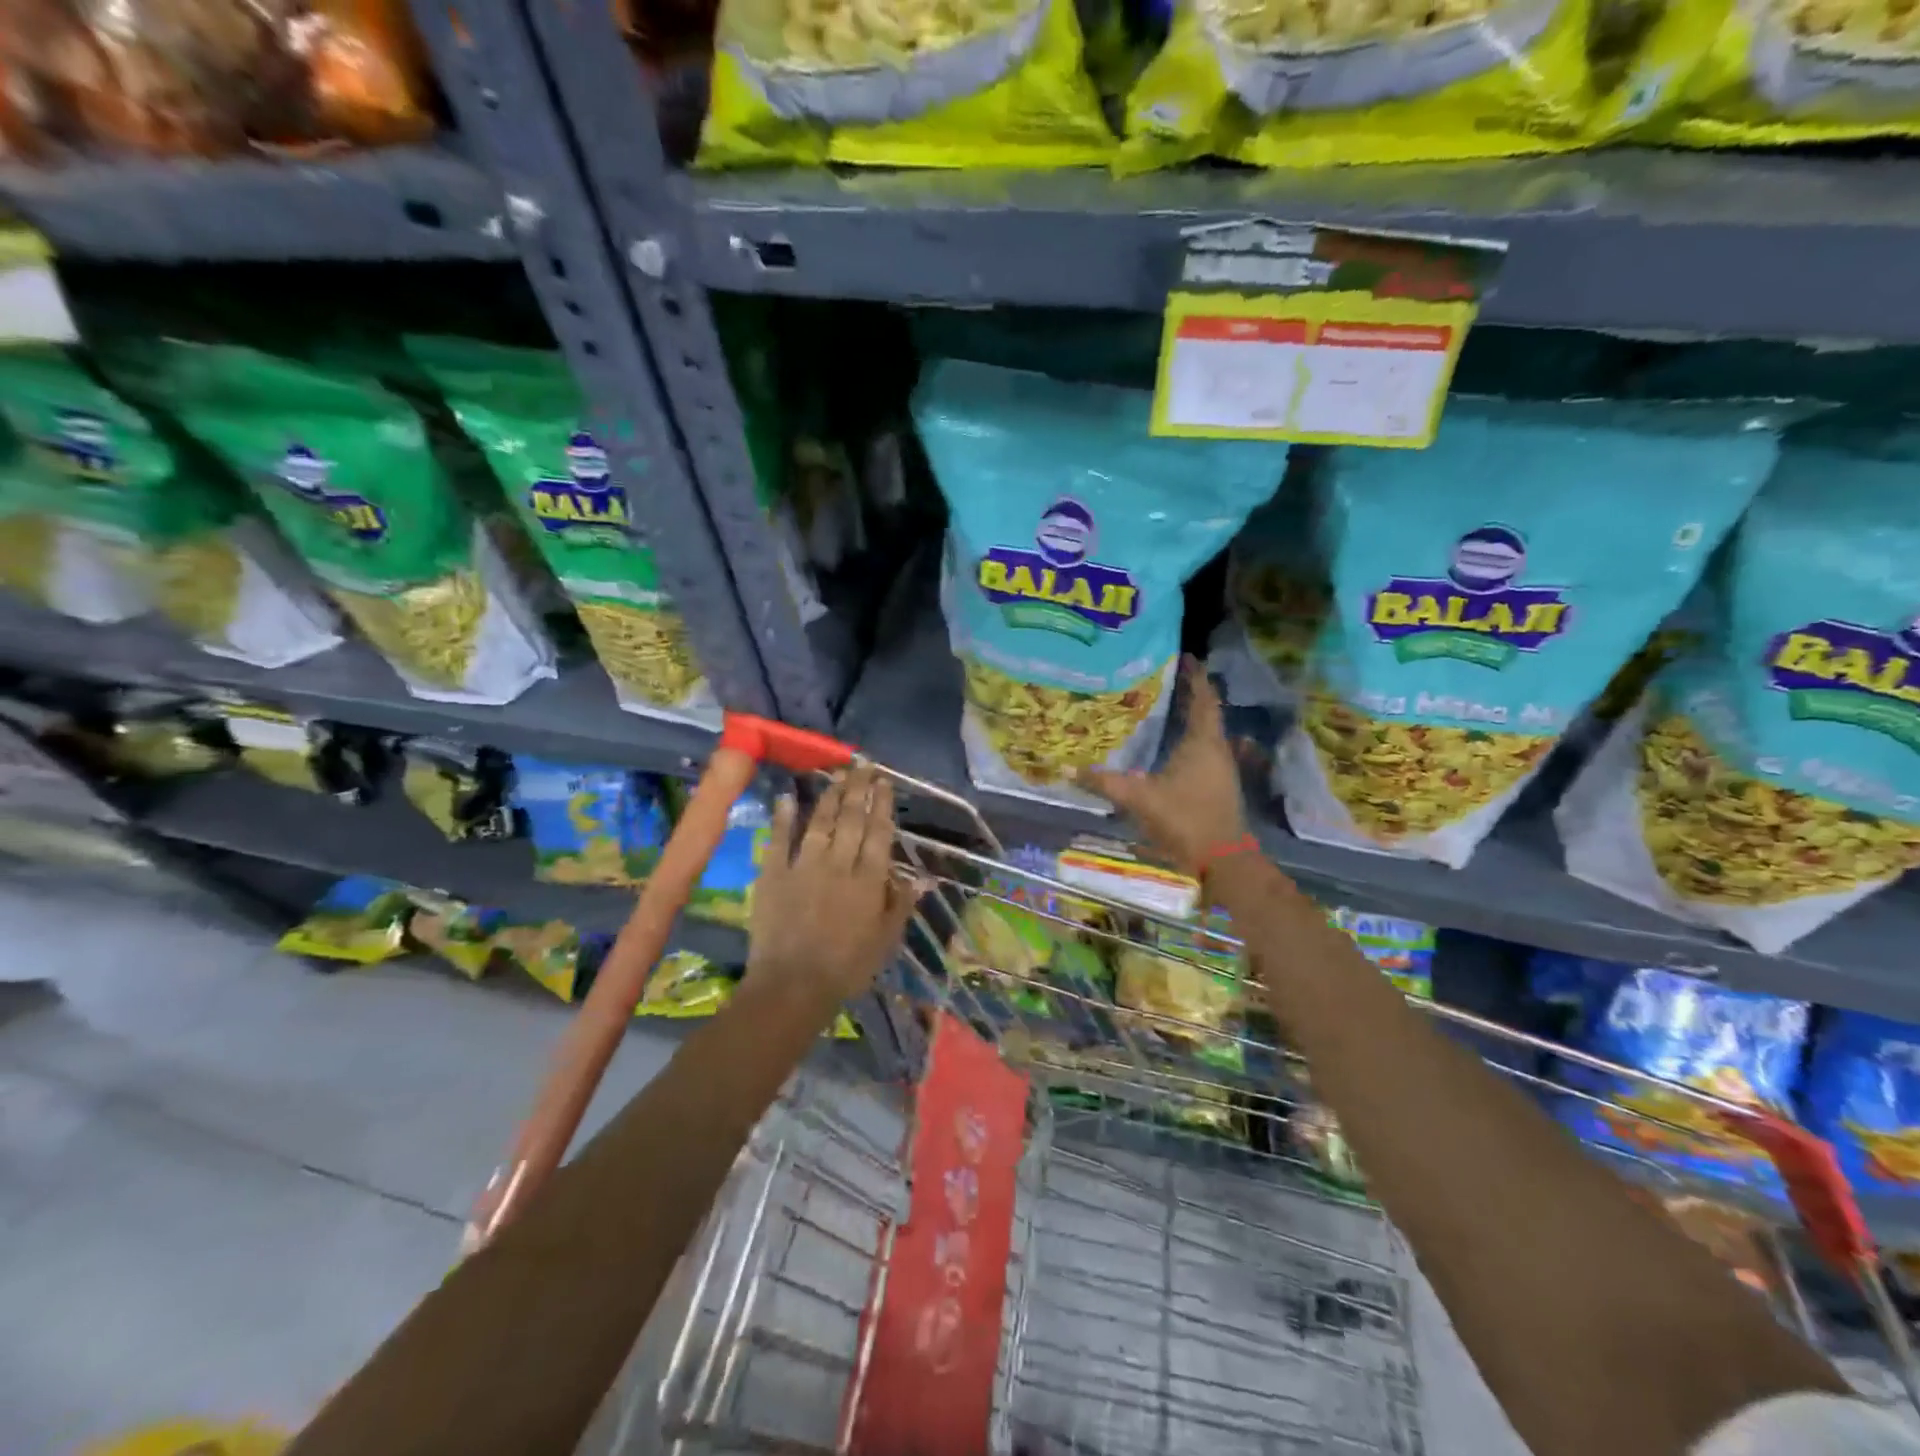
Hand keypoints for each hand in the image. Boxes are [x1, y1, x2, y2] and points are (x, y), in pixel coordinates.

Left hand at [747, 763, 922, 1003]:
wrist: (792, 986)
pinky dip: (782, 817)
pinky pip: (779, 839)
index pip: (879, 833)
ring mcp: (804, 866)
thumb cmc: (847, 968)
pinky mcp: (773, 874)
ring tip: (838, 775)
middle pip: (852, 819)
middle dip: (860, 789)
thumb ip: (900, 904)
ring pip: (820, 822)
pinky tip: (786, 797)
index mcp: (869, 880)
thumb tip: (921, 876)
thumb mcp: (885, 941)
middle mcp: (839, 864)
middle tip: (864, 765)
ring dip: (830, 796)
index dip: (883, 805)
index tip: (885, 781)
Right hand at [1081, 656, 1246, 872]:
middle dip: (1191, 694)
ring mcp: (1221, 769)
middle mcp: (1217, 749)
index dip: (1196, 677)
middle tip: (1170, 678)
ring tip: (1169, 706)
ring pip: (1207, 733)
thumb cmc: (1184, 819)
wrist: (1222, 860)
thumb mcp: (1138, 799)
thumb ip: (1104, 783)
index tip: (1187, 657)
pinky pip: (1205, 751)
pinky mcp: (1219, 786)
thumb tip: (1067, 768)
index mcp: (1203, 742)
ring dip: (1192, 718)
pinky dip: (1191, 741)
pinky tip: (1174, 747)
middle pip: (1207, 713)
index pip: (1203, 699)